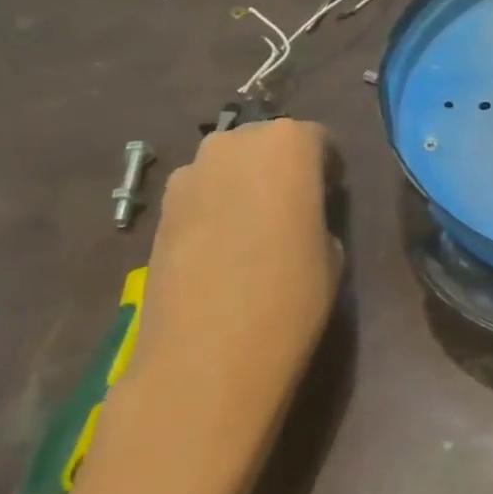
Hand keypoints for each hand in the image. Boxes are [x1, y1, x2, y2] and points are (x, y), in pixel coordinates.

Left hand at [129, 118, 341, 402]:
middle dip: (282, 168)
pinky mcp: (160, 208)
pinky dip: (214, 209)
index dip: (326, 167)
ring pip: (228, 166)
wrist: (207, 355)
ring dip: (244, 185)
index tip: (330, 197)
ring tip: (253, 233)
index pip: (316, 138)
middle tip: (293, 210)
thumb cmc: (290, 298)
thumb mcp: (332, 254)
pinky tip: (221, 251)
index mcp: (288, 144)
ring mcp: (189, 173)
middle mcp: (234, 143)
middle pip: (266, 142)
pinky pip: (200, 194)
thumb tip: (300, 217)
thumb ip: (317, 217)